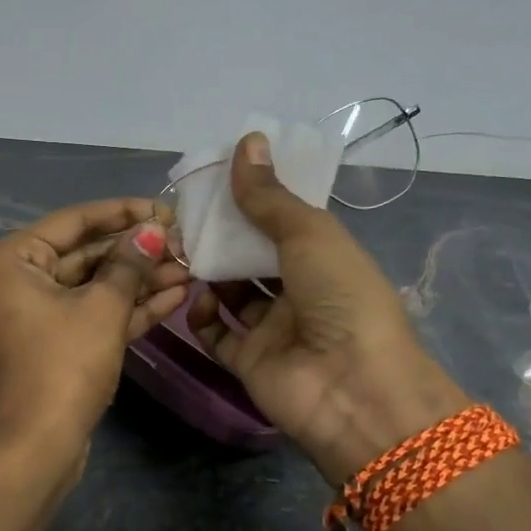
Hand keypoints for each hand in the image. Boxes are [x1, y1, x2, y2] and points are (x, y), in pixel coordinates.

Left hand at [0, 198, 190, 458]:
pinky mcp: (53, 346)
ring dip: (139, 281)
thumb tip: (153, 230)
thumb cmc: (61, 366)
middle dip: (136, 252)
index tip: (166, 208)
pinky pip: (91, 316)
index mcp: (12, 259)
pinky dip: (126, 309)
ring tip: (190, 268)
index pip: (75, 221)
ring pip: (93, 287)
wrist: (34, 450)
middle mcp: (16, 281)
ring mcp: (34, 316)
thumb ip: (129, 264)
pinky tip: (173, 296)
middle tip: (184, 243)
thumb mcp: (101, 309)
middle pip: (85, 254)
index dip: (124, 212)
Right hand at [188, 134, 469, 484]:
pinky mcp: (249, 363)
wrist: (353, 390)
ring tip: (178, 252)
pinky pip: (217, 335)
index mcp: (324, 258)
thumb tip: (246, 141)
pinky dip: (201, 317)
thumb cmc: (341, 298)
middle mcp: (299, 292)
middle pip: (251, 258)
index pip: (281, 222)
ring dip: (207, 274)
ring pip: (230, 294)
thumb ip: (269, 196)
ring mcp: (273, 330)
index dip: (251, 201)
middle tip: (183, 217)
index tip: (214, 180)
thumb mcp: (309, 235)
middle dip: (221, 237)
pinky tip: (192, 299)